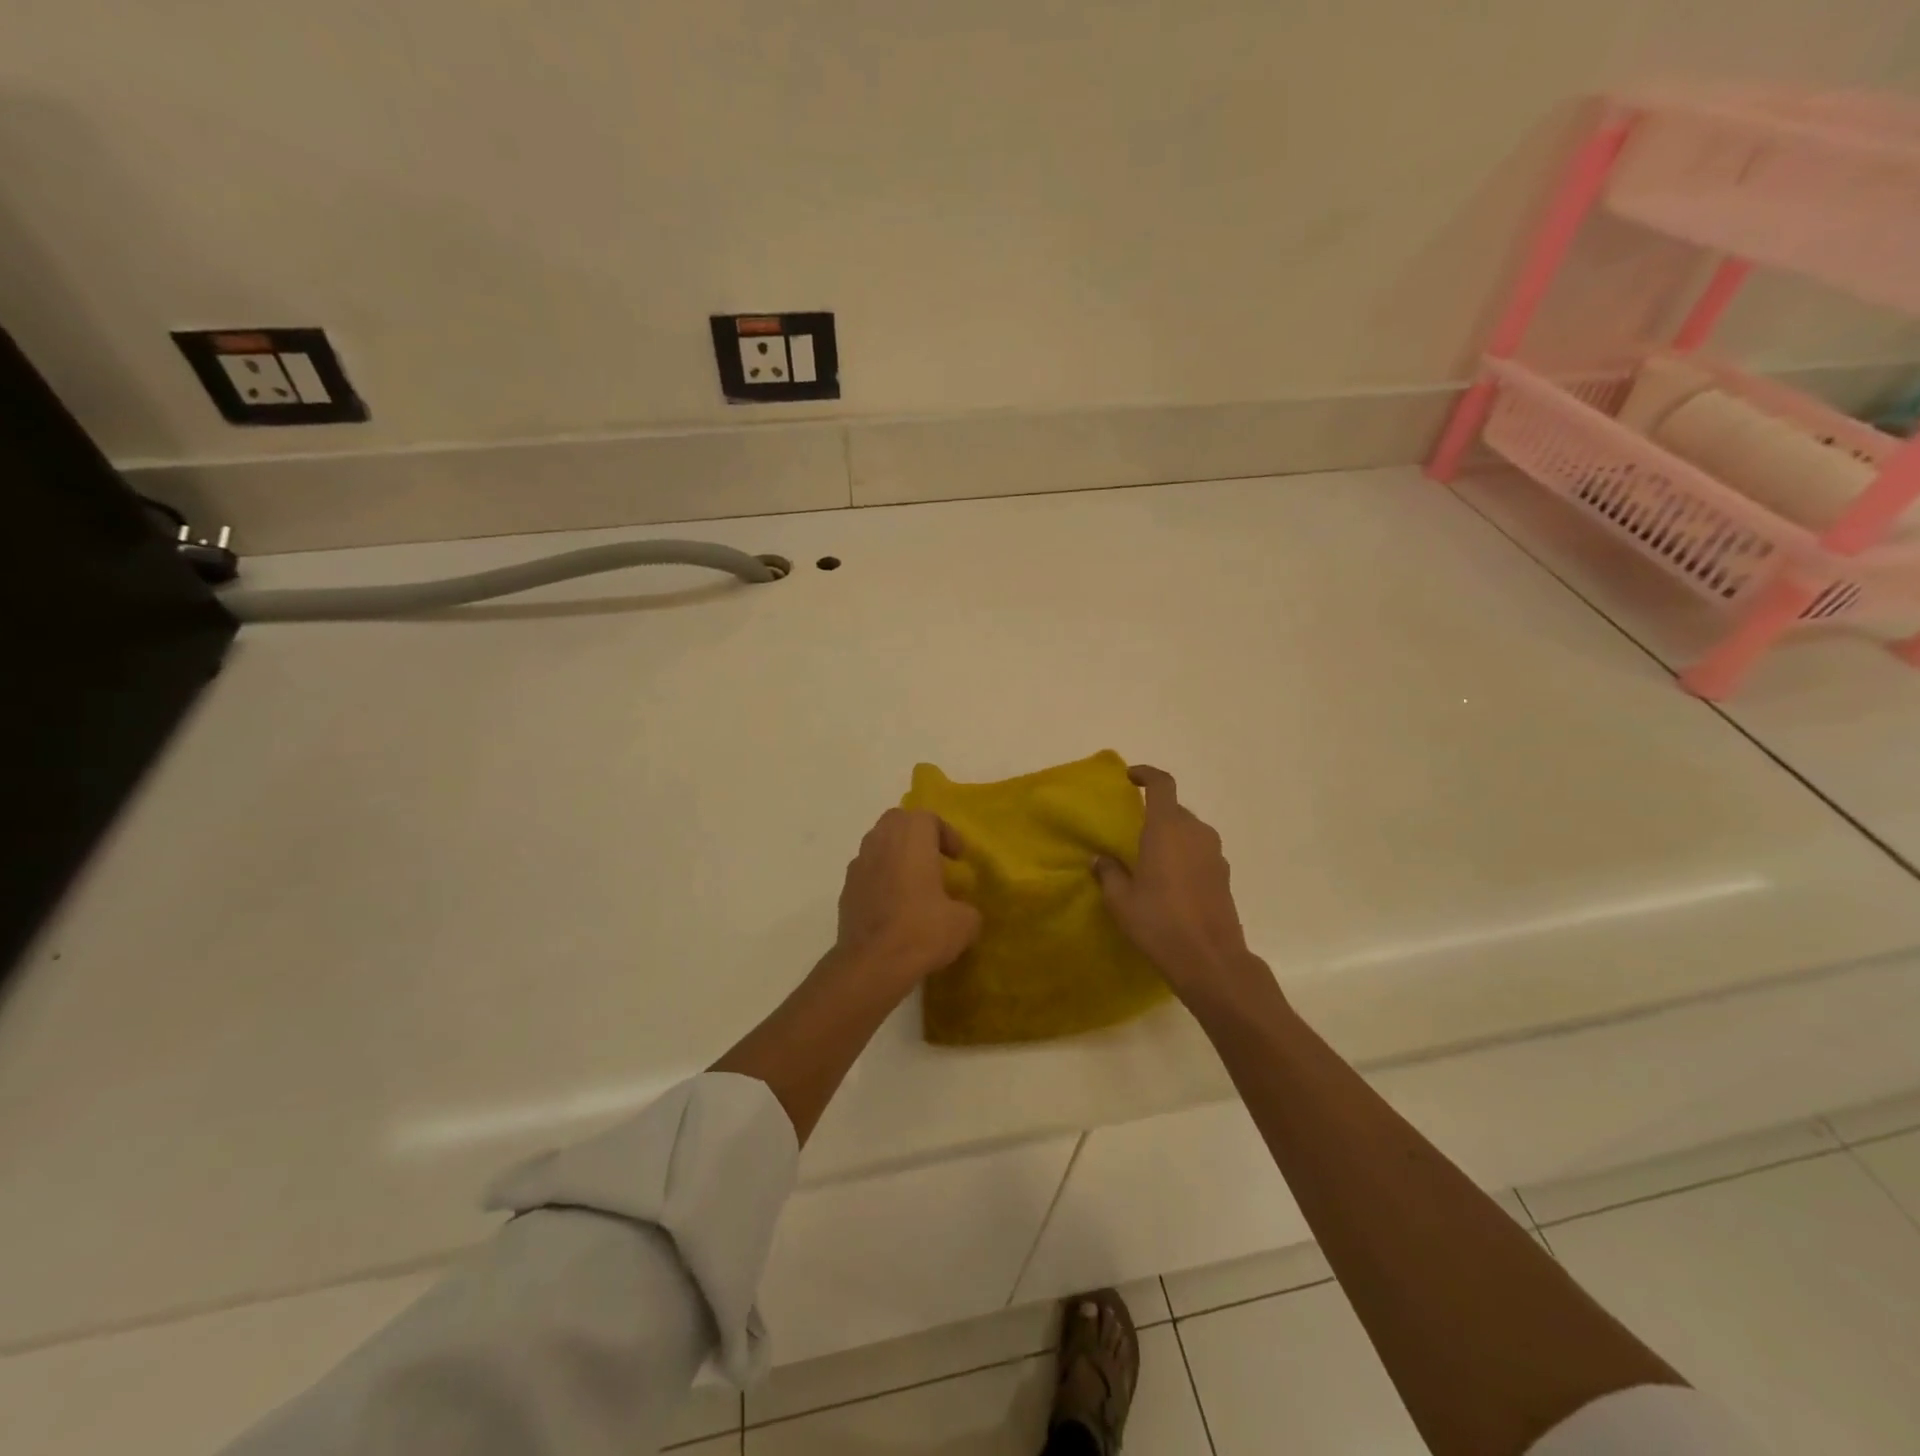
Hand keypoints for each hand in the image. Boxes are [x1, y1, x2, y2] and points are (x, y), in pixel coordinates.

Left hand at [832, 808, 980, 989]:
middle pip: (897, 822)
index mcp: (911, 839)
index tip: (957, 857)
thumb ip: (967, 909)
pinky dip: (880, 878)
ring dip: (896, 855)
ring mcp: (858, 866)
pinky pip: (866, 872)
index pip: (927, 817)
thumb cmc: (921, 931)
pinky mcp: (845, 890)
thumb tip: (962, 912)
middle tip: (934, 859)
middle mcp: (881, 843)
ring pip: (877, 844)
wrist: (872, 964)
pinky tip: (893, 906)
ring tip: (913, 882)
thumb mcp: (964, 923)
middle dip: (916, 835)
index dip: (945, 833)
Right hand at [1094, 766, 1277, 1010]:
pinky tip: (1171, 882)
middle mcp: (1195, 832)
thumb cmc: (1159, 923)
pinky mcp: (1224, 875)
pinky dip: (1185, 856)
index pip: (1162, 785)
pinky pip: (1200, 852)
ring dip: (1171, 837)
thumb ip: (1109, 873)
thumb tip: (1102, 859)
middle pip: (1175, 809)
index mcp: (1167, 829)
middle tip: (1133, 833)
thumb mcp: (1121, 900)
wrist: (1210, 959)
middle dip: (1155, 814)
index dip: (1147, 774)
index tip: (1131, 777)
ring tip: (1150, 859)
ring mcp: (1215, 854)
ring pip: (1189, 832)